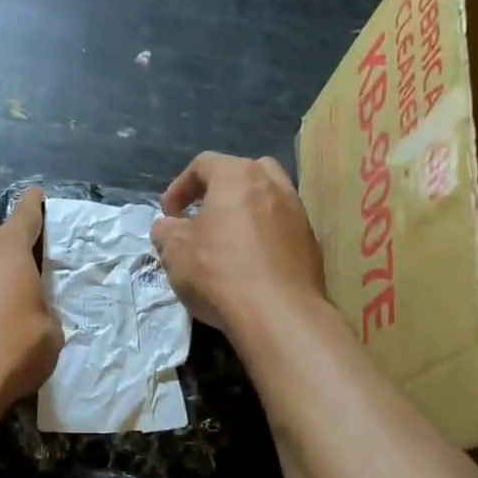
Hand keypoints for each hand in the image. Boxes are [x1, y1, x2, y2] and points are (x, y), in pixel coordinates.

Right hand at [151, 153, 326, 336]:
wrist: (278, 314)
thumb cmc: (219, 271)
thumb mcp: (174, 250)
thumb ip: (166, 230)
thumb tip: (169, 227)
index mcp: (238, 176)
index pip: (204, 164)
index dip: (179, 186)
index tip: (168, 214)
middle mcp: (274, 185)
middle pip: (244, 173)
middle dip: (220, 190)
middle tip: (203, 215)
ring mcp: (298, 214)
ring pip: (267, 200)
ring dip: (244, 214)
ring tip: (226, 241)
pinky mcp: (311, 245)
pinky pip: (280, 229)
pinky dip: (263, 237)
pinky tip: (249, 264)